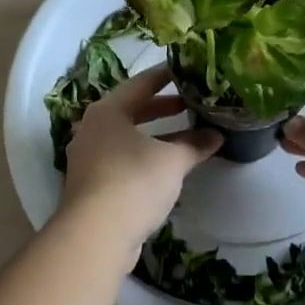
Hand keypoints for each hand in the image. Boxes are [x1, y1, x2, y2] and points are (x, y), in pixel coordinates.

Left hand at [59, 62, 221, 254]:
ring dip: (154, 136)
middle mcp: (92, 128)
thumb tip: (217, 135)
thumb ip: (194, 144)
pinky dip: (143, 157)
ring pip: (126, 137)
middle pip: (131, 110)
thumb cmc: (134, 182)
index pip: (140, 84)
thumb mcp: (172, 160)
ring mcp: (87, 157)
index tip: (184, 70)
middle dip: (161, 108)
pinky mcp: (90, 184)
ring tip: (183, 136)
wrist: (95, 234)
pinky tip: (164, 167)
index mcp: (107, 111)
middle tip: (188, 104)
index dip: (164, 76)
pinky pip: (121, 160)